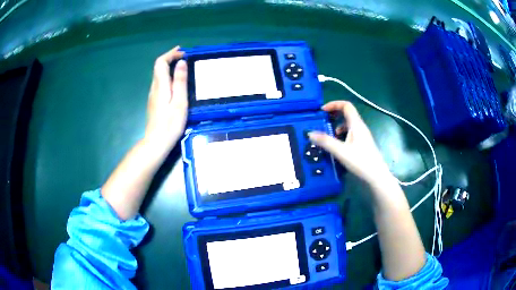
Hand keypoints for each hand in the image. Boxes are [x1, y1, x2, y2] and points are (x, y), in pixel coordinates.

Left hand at [145, 46, 187, 152]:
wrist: (156, 142)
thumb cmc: (170, 123)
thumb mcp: (179, 102)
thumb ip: (180, 81)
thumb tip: (181, 63)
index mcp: (161, 85)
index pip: (161, 62)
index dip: (170, 54)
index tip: (183, 52)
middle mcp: (154, 87)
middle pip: (158, 67)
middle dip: (170, 58)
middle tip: (185, 56)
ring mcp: (153, 95)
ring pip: (159, 74)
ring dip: (169, 67)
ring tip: (183, 66)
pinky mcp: (154, 102)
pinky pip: (160, 82)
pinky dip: (168, 76)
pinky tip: (176, 82)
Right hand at [309, 101, 392, 185]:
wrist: (377, 176)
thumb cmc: (361, 161)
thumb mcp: (340, 151)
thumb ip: (325, 141)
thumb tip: (310, 133)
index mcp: (356, 124)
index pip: (346, 105)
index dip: (334, 104)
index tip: (322, 111)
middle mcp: (360, 127)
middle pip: (347, 114)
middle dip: (334, 115)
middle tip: (323, 121)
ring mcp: (363, 136)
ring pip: (348, 124)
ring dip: (337, 126)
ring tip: (328, 135)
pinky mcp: (363, 144)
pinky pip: (351, 133)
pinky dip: (342, 135)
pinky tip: (338, 146)